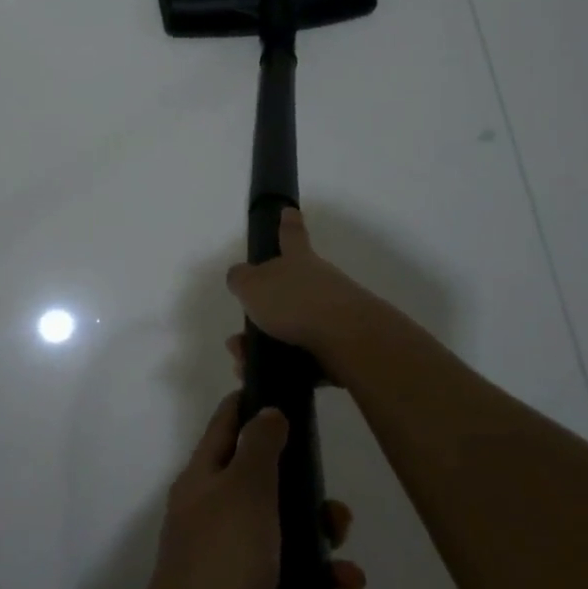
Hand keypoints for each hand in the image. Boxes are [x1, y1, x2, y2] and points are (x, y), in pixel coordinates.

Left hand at [139, 392, 367, 588]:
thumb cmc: (222, 562)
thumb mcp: (242, 491)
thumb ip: (259, 449)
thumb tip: (267, 409)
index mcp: (206, 480)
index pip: (228, 425)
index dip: (253, 404)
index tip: (289, 392)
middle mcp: (219, 517)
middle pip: (274, 492)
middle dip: (315, 507)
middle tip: (339, 521)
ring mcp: (237, 566)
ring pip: (296, 548)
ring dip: (330, 564)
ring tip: (346, 585)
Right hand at [225, 207, 385, 381]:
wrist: (347, 340)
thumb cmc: (295, 303)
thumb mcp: (252, 285)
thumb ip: (241, 278)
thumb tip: (240, 276)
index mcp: (297, 261)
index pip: (291, 235)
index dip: (287, 224)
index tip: (289, 210)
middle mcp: (318, 282)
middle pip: (287, 291)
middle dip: (261, 313)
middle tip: (239, 338)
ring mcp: (333, 315)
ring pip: (290, 329)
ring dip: (262, 346)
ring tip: (244, 364)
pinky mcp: (340, 347)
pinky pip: (302, 356)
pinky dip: (281, 366)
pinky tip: (264, 378)